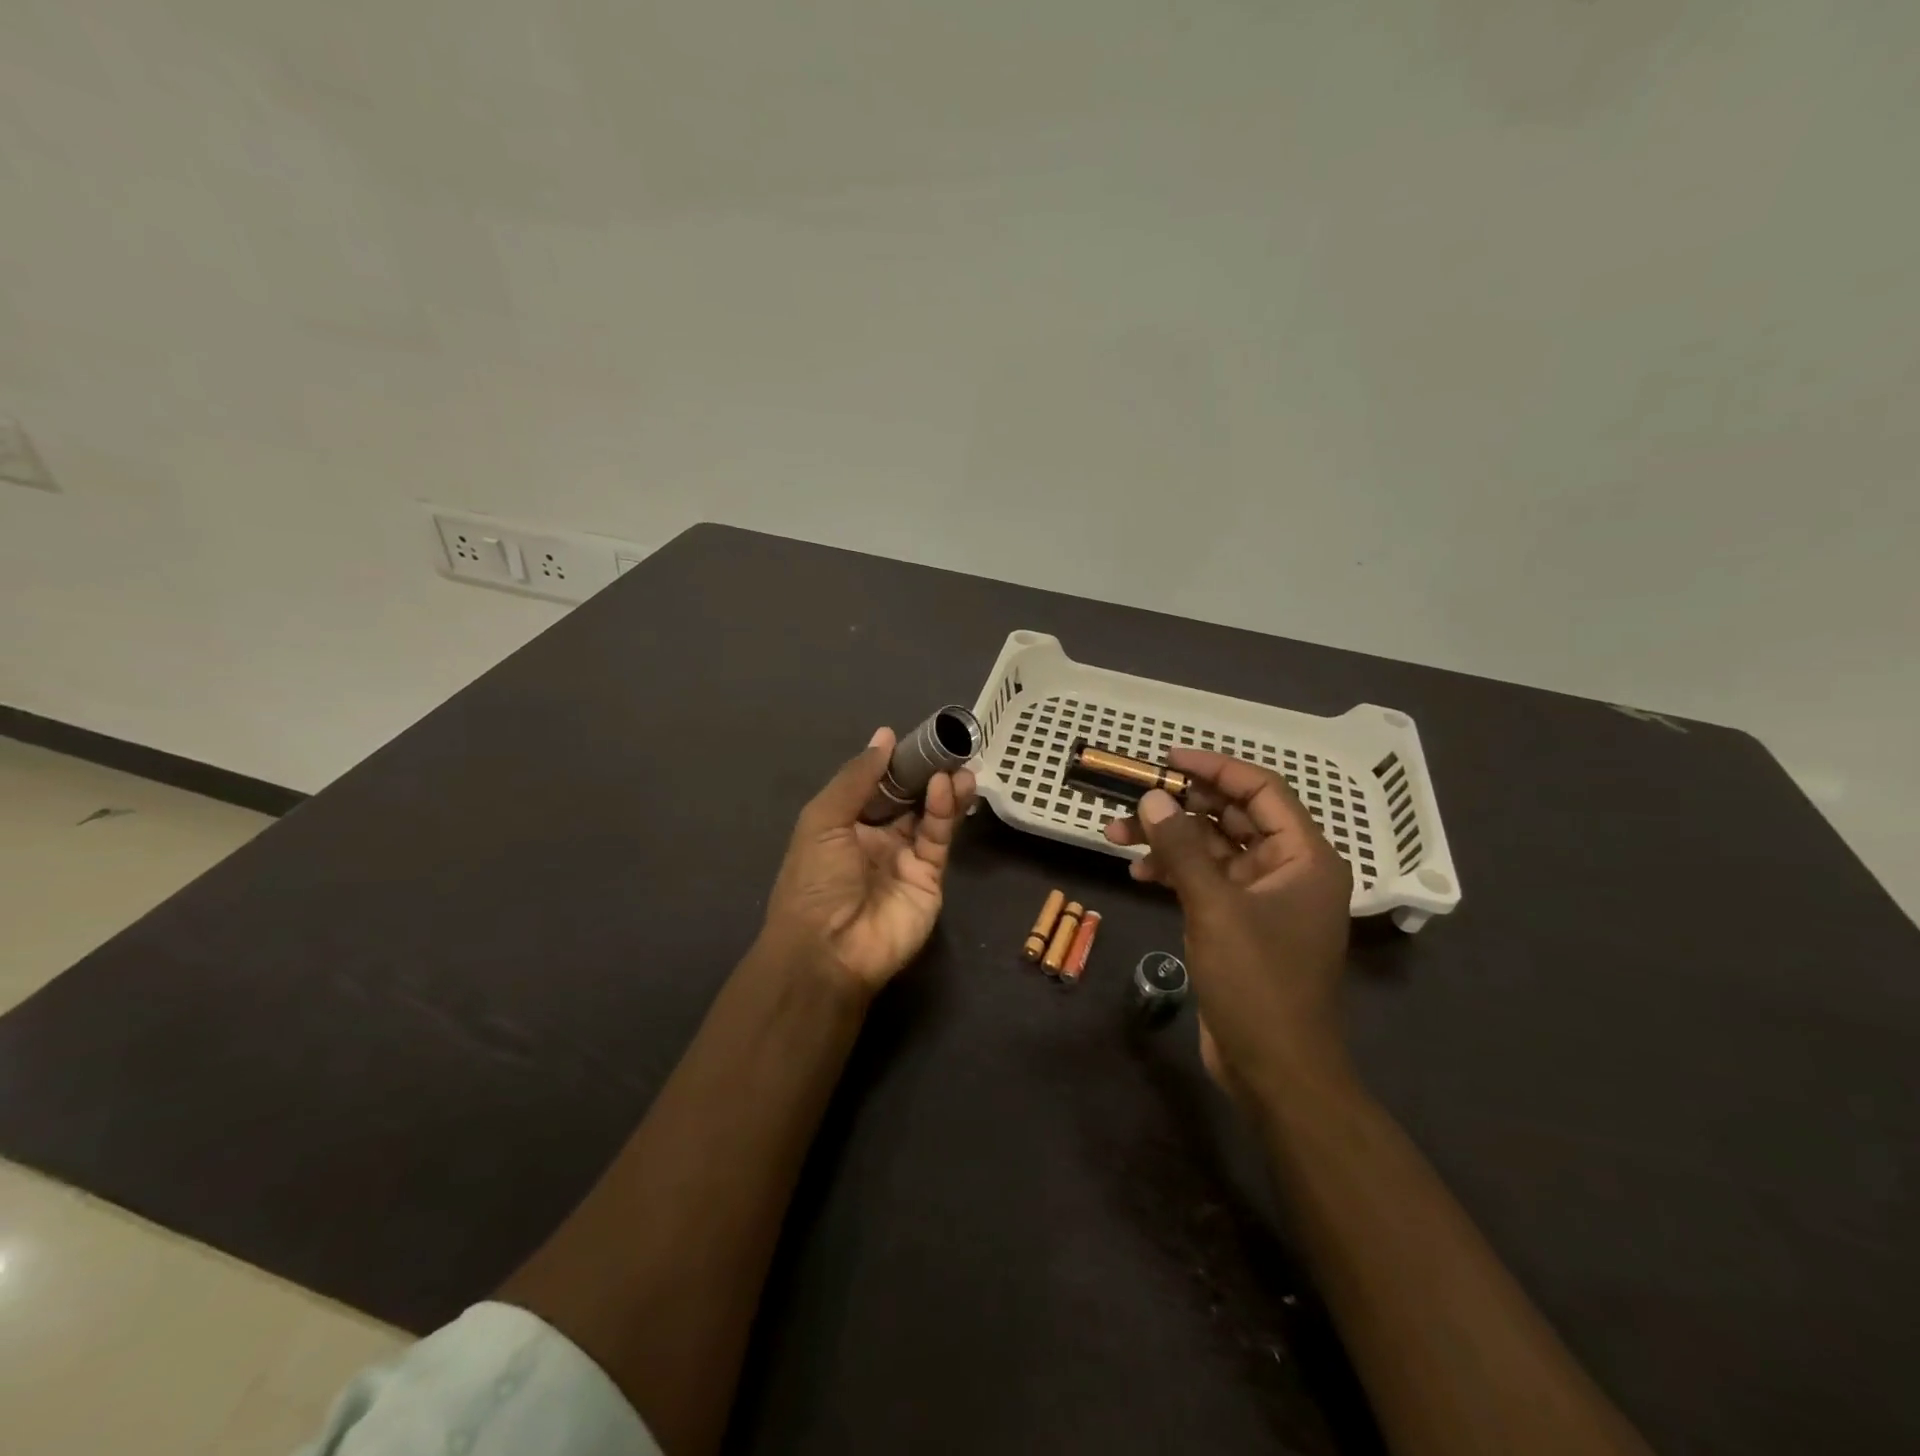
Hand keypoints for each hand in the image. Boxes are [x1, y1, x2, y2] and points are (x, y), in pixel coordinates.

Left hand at [762, 727, 977, 996]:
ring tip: (959, 765)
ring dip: (943, 789)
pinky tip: (947, 788)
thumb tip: (884, 735)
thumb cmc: (815, 880)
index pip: (876, 785)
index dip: (895, 763)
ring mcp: (905, 859)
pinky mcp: (930, 878)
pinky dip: (944, 812)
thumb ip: (857, 777)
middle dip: (926, 773)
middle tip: (949, 748)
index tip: (917, 737)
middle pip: (908, 798)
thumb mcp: (824, 820)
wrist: (828, 950)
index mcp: (845, 825)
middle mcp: (876, 839)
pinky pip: (937, 839)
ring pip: (929, 816)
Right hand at [1105, 749, 1353, 1100]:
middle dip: (1179, 807)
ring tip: (1116, 836)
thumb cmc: (1257, 982)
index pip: (1261, 790)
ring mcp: (1264, 898)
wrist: (1276, 1069)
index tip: (1168, 759)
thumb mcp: (1214, 907)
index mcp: (1304, 857)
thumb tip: (1153, 796)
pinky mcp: (1241, 923)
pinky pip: (1206, 880)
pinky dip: (1175, 871)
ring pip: (1212, 849)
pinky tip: (1139, 874)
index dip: (1215, 768)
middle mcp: (1289, 869)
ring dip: (1168, 840)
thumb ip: (1182, 847)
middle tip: (1131, 800)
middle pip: (1231, 817)